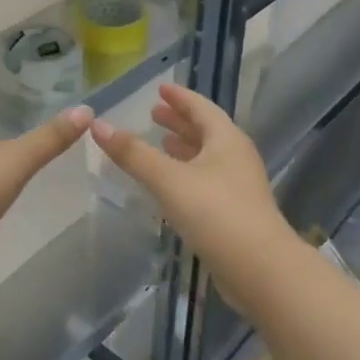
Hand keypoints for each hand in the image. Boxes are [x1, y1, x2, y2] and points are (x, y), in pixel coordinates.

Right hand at [91, 83, 286, 263]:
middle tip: (153, 114)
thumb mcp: (168, 179)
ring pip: (207, 157)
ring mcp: (239, 186)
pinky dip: (187, 173)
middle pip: (205, 131)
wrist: (261, 270)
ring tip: (161, 143)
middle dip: (179, 121)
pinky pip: (207, 180)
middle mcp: (236, 157)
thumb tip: (97, 125)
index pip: (200, 107)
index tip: (161, 89)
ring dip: (184, 147)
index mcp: (226, 139)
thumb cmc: (215, 213)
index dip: (179, 97)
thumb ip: (133, 153)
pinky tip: (171, 184)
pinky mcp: (236, 213)